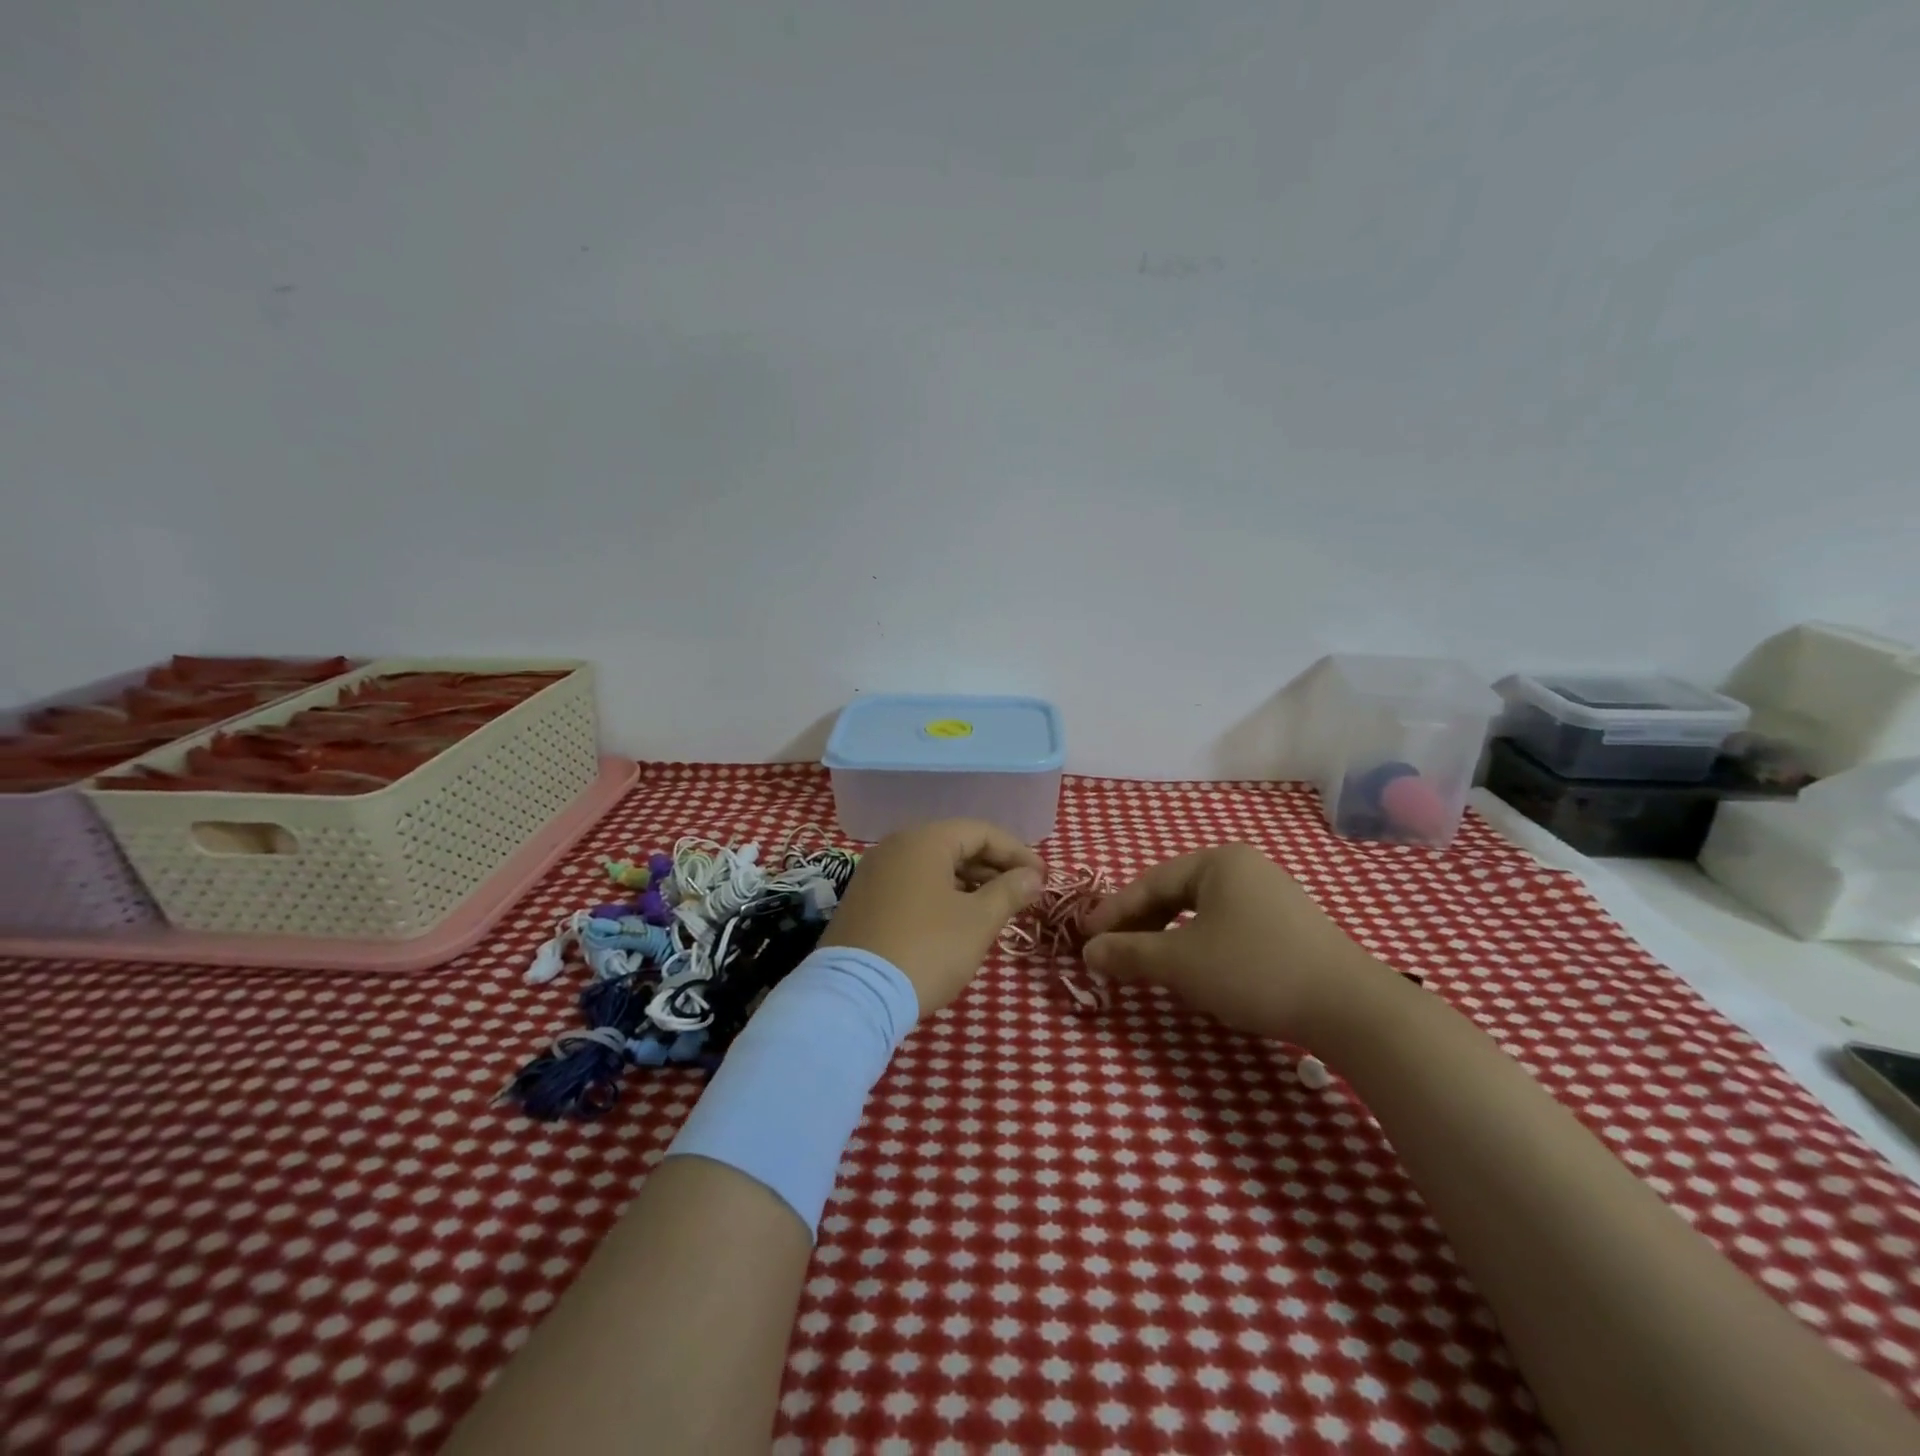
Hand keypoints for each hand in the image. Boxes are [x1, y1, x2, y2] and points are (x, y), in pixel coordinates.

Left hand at [819, 820, 1044, 1014]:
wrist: (855, 996)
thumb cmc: (927, 949)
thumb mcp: (978, 921)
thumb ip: (1009, 892)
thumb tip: (1032, 876)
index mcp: (924, 840)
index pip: (981, 831)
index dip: (1017, 852)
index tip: (1042, 878)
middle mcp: (895, 846)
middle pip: (955, 845)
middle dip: (993, 867)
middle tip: (1023, 893)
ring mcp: (874, 873)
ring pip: (933, 867)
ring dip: (968, 882)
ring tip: (996, 908)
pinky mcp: (863, 901)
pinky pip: (912, 885)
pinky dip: (941, 895)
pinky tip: (958, 920)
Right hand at [1083, 844, 1391, 1043]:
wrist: (1350, 1009)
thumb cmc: (1254, 970)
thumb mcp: (1181, 963)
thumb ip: (1129, 953)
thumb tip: (1088, 952)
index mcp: (1217, 862)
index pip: (1150, 883)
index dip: (1113, 911)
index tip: (1084, 936)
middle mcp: (1244, 867)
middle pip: (1175, 893)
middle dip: (1140, 924)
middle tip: (1111, 950)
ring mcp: (1271, 895)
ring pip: (1201, 912)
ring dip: (1168, 936)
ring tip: (1146, 961)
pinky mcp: (1289, 925)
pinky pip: (1227, 925)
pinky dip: (1199, 944)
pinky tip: (1195, 968)